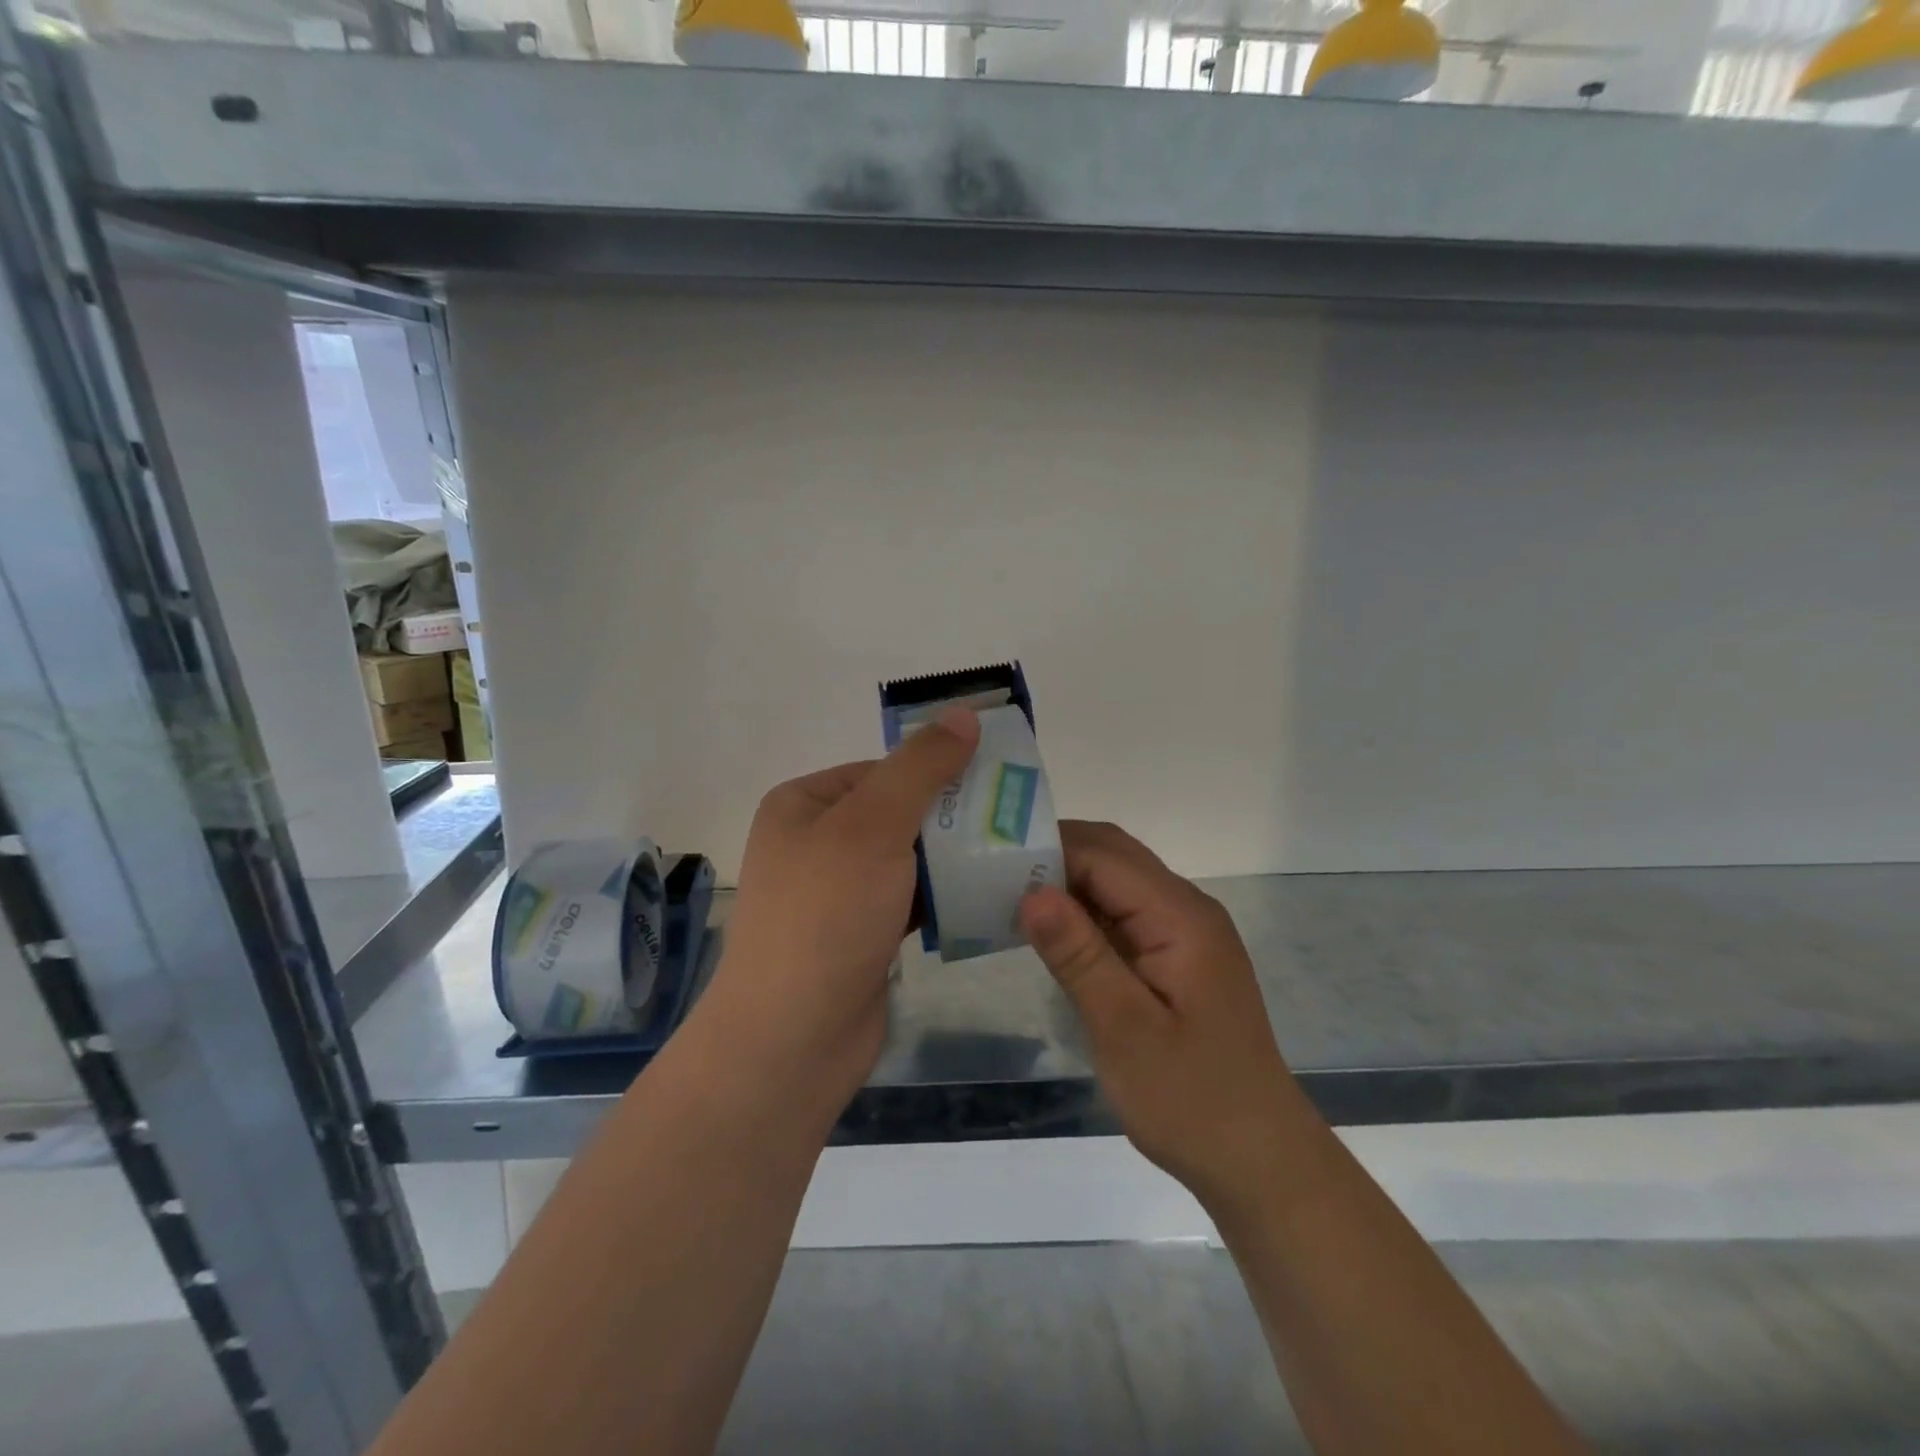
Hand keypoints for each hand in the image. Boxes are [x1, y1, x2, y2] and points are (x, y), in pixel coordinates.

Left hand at [697, 706, 980, 1108]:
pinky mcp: (860, 935)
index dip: (936, 770)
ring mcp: (837, 893)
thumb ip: (920, 768)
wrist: (793, 1038)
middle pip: (898, 812)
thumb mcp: (874, 826)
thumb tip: (962, 713)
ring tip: (1010, 856)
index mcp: (804, 804)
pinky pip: (910, 900)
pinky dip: (942, 897)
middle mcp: (815, 842)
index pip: (882, 769)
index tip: (994, 781)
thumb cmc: (827, 915)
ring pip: (908, 859)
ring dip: (952, 859)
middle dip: (951, 818)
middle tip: (1011, 821)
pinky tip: (985, 896)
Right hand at [1018, 821, 1309, 1214]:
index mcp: (1180, 917)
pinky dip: (1084, 912)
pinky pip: (1125, 914)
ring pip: (1117, 882)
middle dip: (1054, 855)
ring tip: (1007, 898)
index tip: (991, 863)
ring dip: (1067, 882)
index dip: (1047, 850)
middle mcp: (1187, 909)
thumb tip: (1032, 891)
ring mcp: (1185, 933)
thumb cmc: (1191, 1100)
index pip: (1104, 856)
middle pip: (1113, 856)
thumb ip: (1079, 955)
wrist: (1258, 1160)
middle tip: (992, 876)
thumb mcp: (1125, 1030)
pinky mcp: (1177, 957)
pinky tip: (1049, 934)